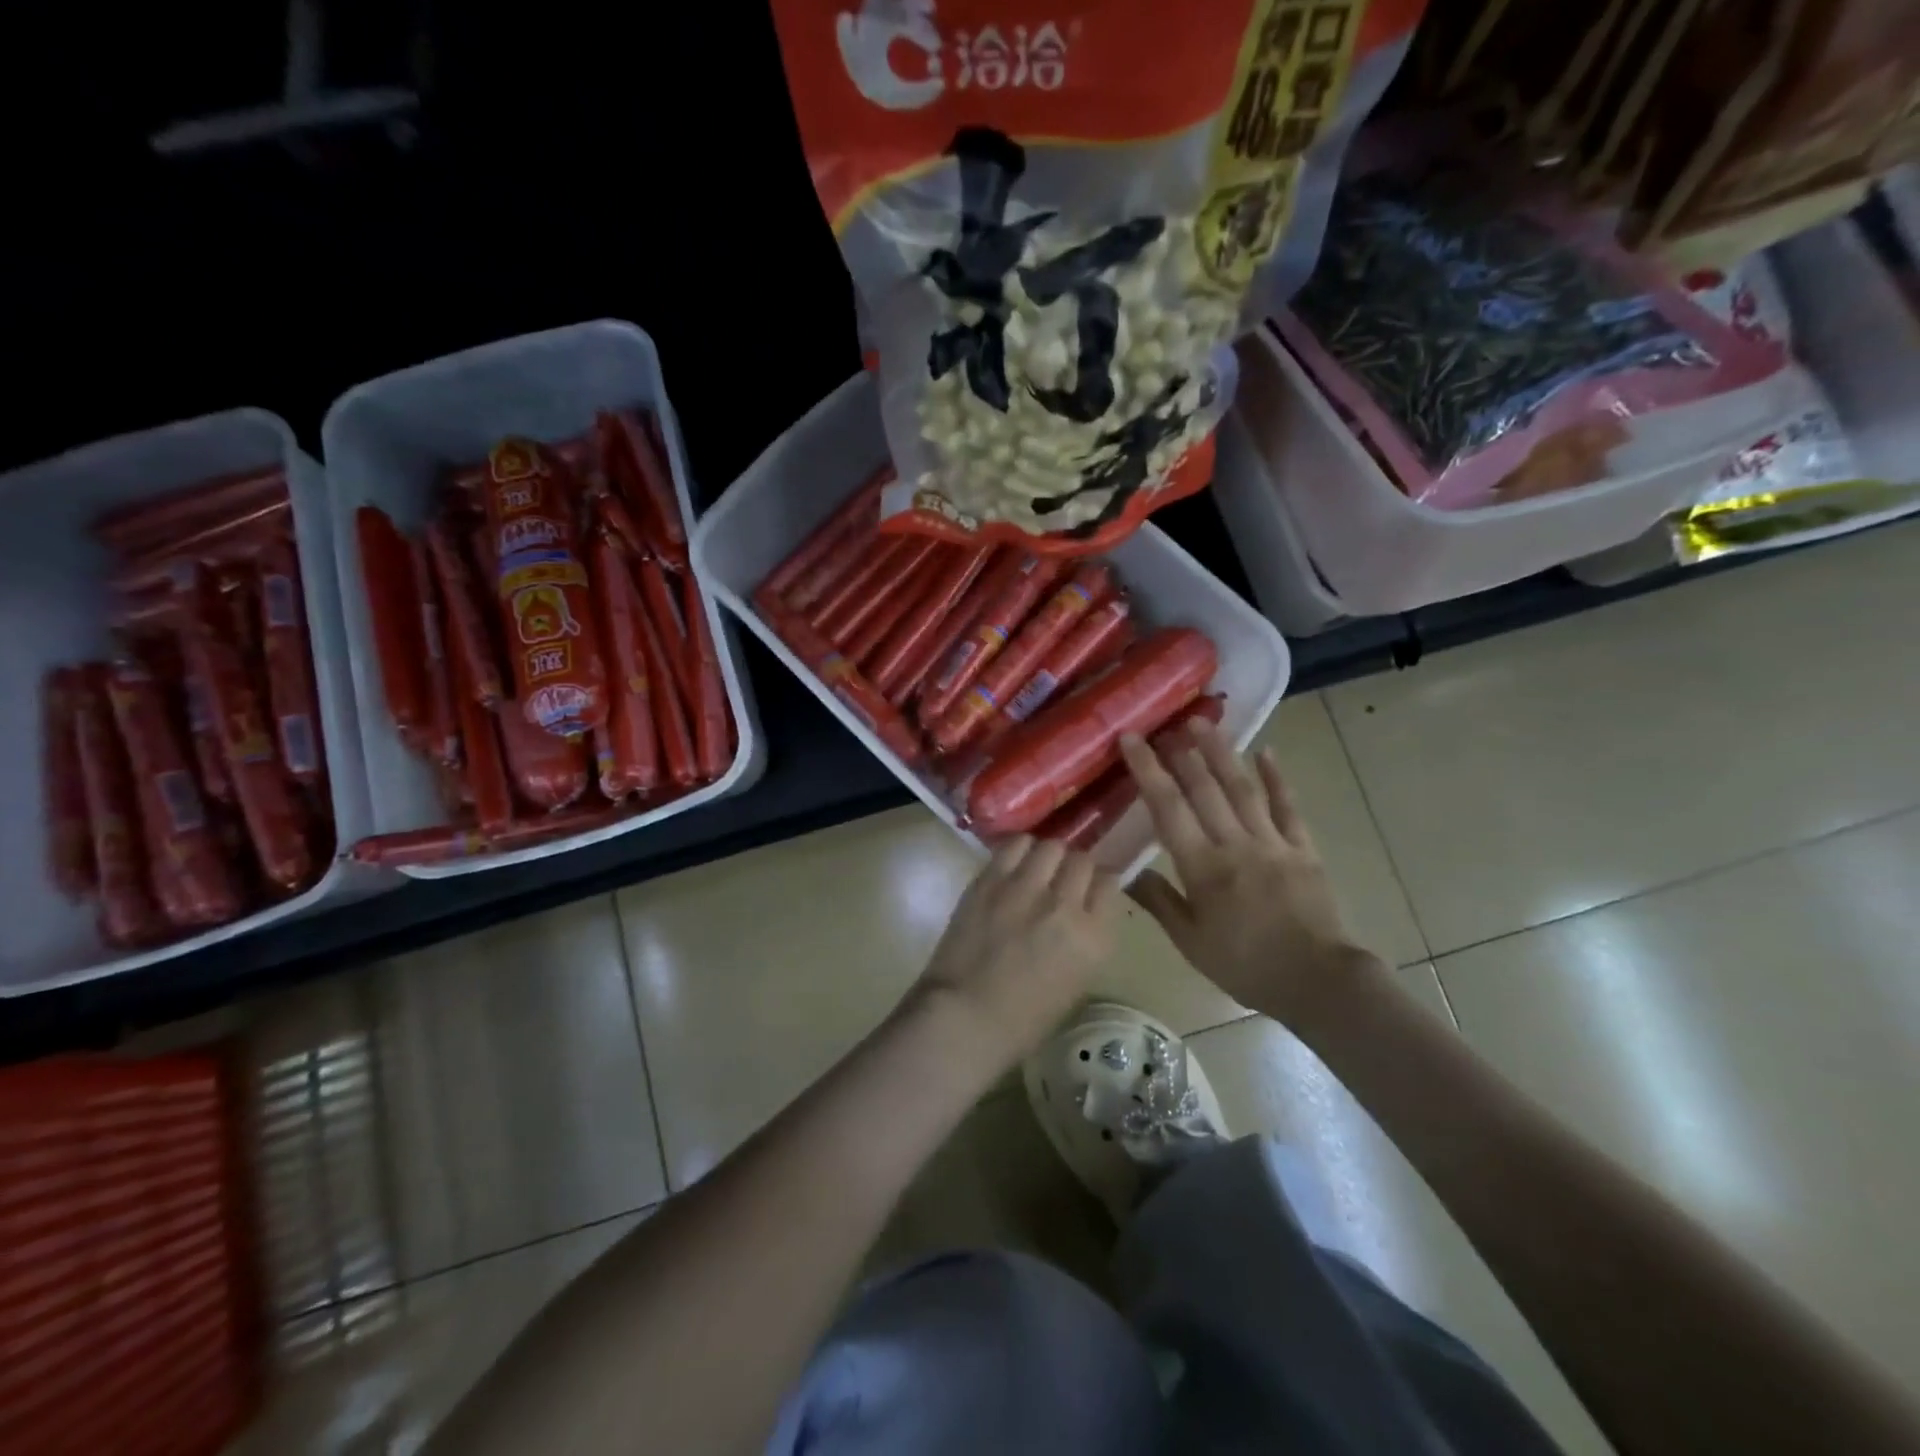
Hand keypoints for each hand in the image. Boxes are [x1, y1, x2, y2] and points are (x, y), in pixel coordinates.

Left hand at [911, 836, 1120, 1070]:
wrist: (964, 1018)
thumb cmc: (1023, 1020)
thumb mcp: (1074, 984)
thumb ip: (1085, 941)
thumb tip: (1080, 913)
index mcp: (1094, 938)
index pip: (1110, 883)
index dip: (1099, 883)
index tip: (1089, 888)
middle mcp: (1066, 905)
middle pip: (1082, 860)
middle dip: (1075, 867)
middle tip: (1061, 879)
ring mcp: (1026, 888)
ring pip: (1051, 846)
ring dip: (1048, 855)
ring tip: (1037, 868)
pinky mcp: (991, 880)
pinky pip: (1015, 845)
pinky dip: (1020, 849)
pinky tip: (1014, 862)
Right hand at [1121, 719, 1376, 1027]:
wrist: (1318, 982)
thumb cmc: (1246, 966)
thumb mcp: (1190, 941)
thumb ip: (1158, 901)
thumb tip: (1123, 871)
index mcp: (1203, 867)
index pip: (1168, 808)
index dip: (1148, 771)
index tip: (1132, 740)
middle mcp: (1236, 844)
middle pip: (1205, 789)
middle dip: (1182, 753)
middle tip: (1165, 724)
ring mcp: (1273, 843)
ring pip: (1243, 789)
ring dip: (1222, 753)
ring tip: (1204, 724)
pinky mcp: (1303, 849)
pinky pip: (1288, 808)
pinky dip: (1277, 779)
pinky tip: (1266, 753)